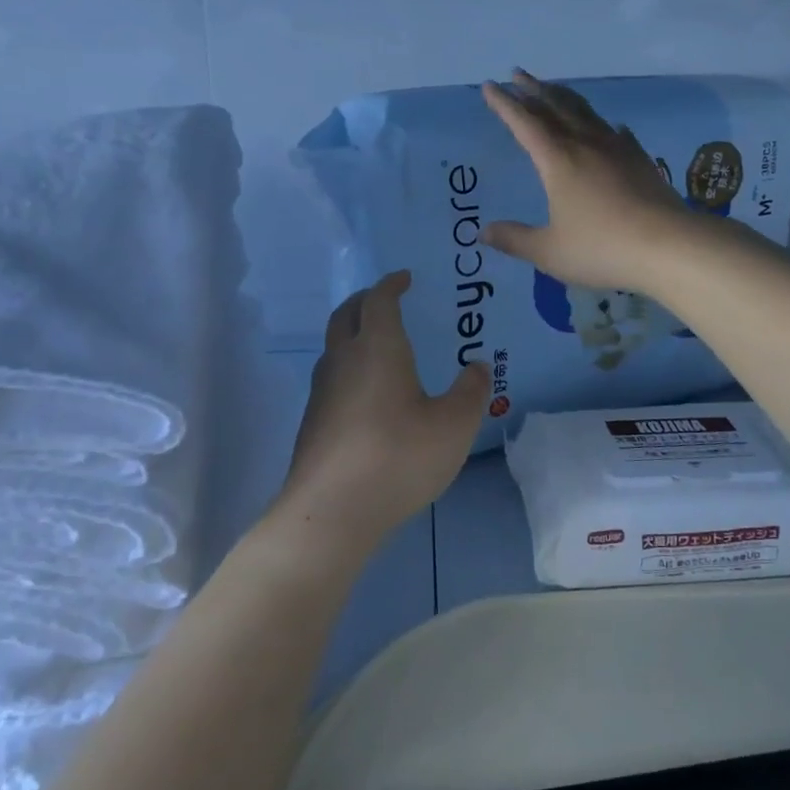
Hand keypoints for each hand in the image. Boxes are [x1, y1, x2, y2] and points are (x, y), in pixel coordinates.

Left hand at [277, 271, 488, 551]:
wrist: (331, 511)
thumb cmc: (398, 457)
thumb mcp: (454, 425)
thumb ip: (471, 392)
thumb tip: (476, 367)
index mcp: (378, 348)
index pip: (379, 300)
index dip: (391, 284)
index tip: (404, 278)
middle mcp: (343, 360)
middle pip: (346, 314)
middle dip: (365, 300)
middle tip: (385, 300)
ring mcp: (322, 391)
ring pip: (333, 346)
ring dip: (352, 334)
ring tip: (377, 345)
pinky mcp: (312, 422)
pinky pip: (331, 377)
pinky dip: (348, 367)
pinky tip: (366, 394)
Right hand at [481, 70, 701, 294]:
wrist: (670, 246)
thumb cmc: (602, 248)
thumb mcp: (550, 252)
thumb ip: (515, 240)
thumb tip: (483, 232)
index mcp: (558, 160)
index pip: (524, 123)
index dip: (505, 104)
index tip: (489, 86)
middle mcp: (586, 144)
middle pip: (555, 107)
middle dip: (533, 90)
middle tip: (517, 74)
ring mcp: (617, 149)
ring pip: (586, 112)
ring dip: (565, 97)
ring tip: (553, 88)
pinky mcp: (641, 160)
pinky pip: (617, 133)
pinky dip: (605, 125)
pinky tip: (611, 127)